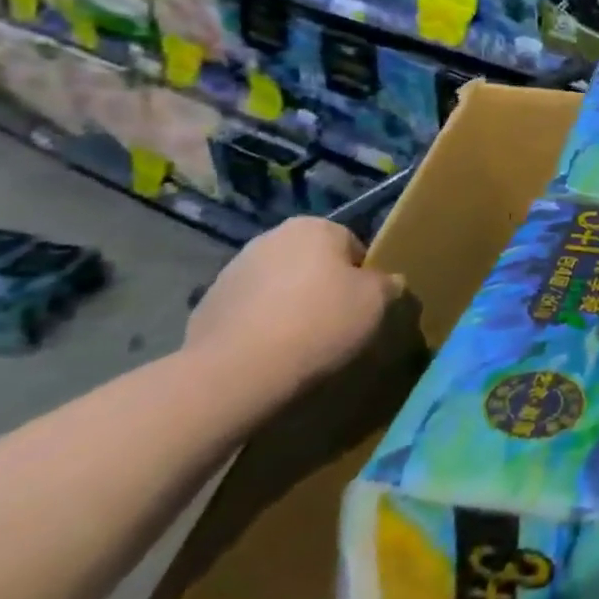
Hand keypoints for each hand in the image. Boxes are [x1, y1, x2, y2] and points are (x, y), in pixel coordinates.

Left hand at [184, 217, 400, 400]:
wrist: (236, 370)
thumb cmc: (319, 323)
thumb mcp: (375, 303)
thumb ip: (388, 285)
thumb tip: (390, 282)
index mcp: (315, 227)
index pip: (352, 246)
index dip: (361, 278)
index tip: (361, 308)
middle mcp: (272, 237)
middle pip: (312, 262)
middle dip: (322, 287)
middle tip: (334, 325)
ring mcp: (234, 269)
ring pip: (279, 285)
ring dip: (289, 304)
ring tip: (298, 344)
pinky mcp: (208, 303)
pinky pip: (249, 310)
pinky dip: (260, 325)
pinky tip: (268, 353)